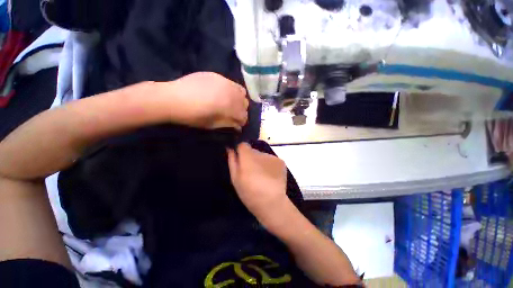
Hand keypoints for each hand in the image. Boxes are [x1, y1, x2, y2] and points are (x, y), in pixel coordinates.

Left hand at [165, 72, 248, 129]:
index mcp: (229, 107)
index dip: (242, 122)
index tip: (237, 124)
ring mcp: (224, 82)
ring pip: (241, 92)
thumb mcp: (212, 124)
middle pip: (245, 103)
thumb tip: (238, 126)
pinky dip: (232, 91)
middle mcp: (230, 92)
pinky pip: (232, 83)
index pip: (244, 115)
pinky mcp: (217, 76)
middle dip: (242, 111)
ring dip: (239, 100)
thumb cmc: (192, 116)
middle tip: (234, 114)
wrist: (173, 98)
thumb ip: (228, 124)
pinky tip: (223, 94)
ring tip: (230, 103)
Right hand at [227, 143, 288, 221]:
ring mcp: (272, 157)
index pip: (243, 145)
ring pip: (262, 156)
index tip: (241, 160)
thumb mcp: (235, 179)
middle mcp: (260, 153)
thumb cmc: (249, 193)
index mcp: (248, 157)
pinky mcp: (281, 161)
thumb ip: (232, 162)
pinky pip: (271, 160)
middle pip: (253, 151)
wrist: (272, 203)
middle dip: (251, 158)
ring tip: (262, 176)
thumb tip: (230, 149)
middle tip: (251, 172)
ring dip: (260, 162)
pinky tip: (270, 176)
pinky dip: (269, 165)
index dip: (241, 151)